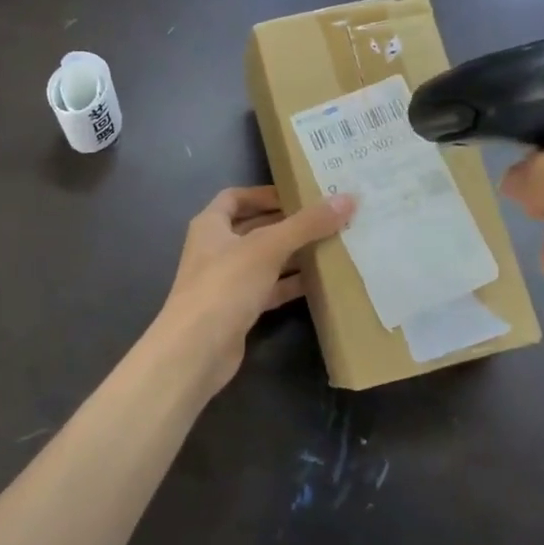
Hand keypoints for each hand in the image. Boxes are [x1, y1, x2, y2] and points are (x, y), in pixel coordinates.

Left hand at [150, 186, 354, 395]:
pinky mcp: (238, 310)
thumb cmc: (225, 285)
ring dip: (293, 254)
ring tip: (331, 245)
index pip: (236, 197)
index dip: (264, 194)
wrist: (196, 351)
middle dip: (287, 224)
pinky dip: (290, 283)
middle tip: (326, 219)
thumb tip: (347, 199)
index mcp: (211, 225)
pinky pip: (269, 289)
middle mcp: (215, 249)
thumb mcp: (268, 247)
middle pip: (254, 228)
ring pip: (264, 260)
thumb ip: (307, 224)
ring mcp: (226, 281)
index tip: (298, 195)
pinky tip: (319, 281)